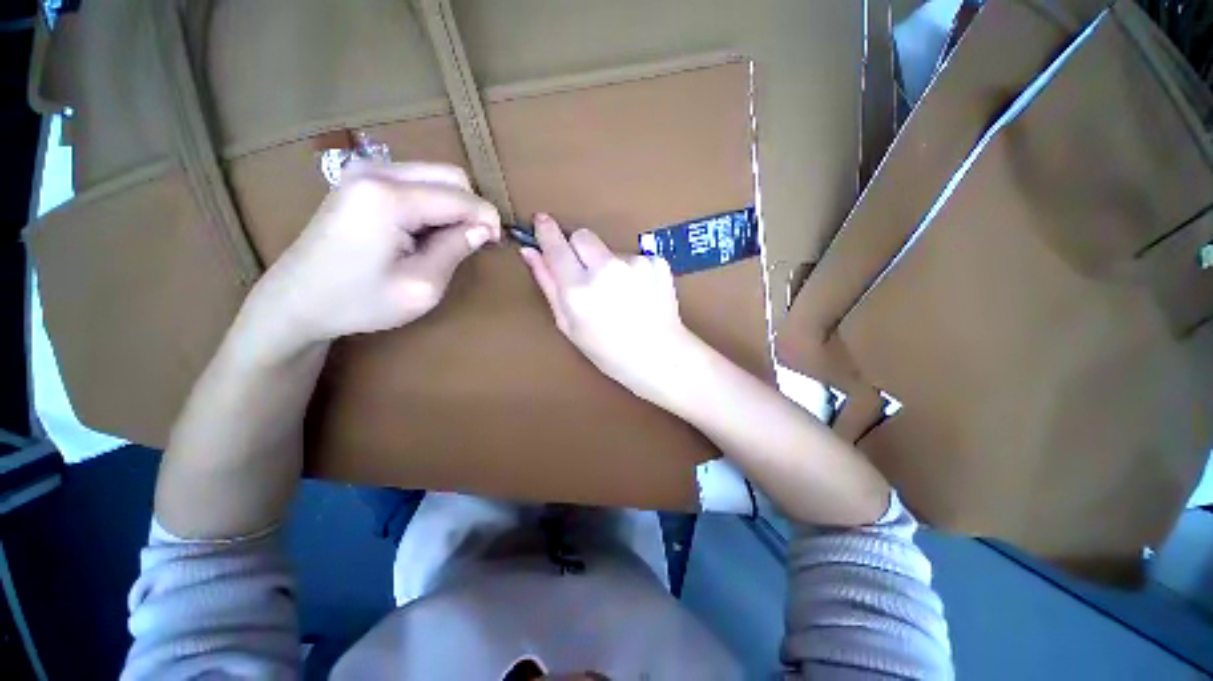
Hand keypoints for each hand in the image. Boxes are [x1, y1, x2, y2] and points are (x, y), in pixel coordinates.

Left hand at [242, 162, 500, 355]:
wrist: (297, 301)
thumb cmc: (358, 301)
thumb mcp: (421, 286)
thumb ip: (456, 250)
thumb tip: (484, 228)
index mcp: (389, 197)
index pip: (460, 197)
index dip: (487, 219)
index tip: (495, 244)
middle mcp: (377, 171)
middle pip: (450, 175)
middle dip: (471, 208)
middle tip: (472, 243)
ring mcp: (365, 171)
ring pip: (435, 175)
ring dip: (453, 206)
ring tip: (447, 241)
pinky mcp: (361, 180)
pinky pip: (416, 181)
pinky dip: (433, 203)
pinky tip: (425, 231)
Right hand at [519, 213, 695, 403]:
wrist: (659, 356)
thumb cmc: (608, 351)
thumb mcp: (569, 325)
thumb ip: (548, 285)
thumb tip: (531, 252)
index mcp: (578, 289)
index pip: (556, 246)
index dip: (546, 231)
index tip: (541, 221)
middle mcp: (606, 269)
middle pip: (583, 235)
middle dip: (579, 248)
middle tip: (586, 274)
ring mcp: (634, 263)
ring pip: (610, 249)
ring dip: (608, 264)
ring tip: (619, 294)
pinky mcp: (656, 262)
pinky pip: (634, 257)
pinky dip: (632, 271)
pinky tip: (639, 293)